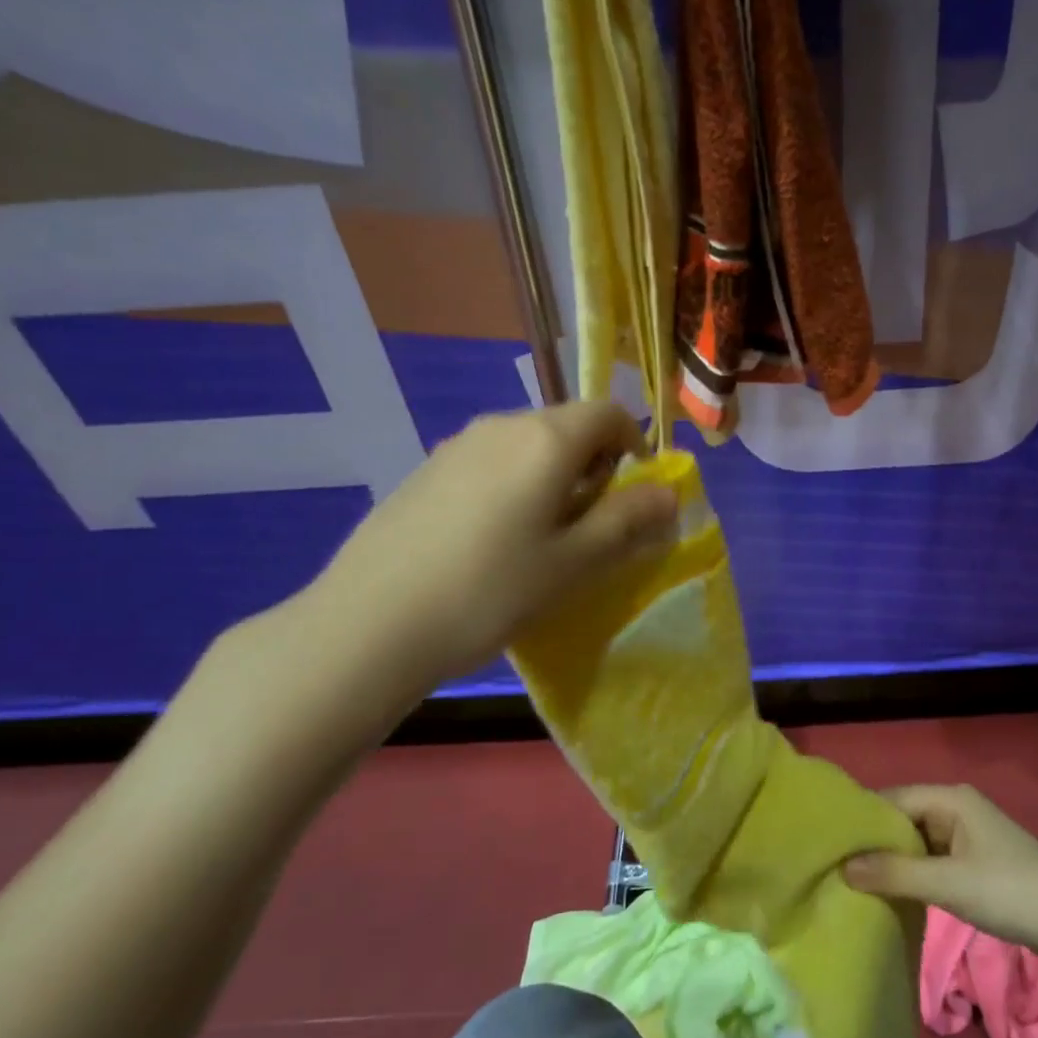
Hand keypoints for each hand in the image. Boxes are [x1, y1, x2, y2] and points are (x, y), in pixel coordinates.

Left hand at [305, 402, 677, 697]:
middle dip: (595, 465)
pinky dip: (514, 485)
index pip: (609, 413)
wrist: (369, 624)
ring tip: (543, 538)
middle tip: (592, 526)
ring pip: (527, 445)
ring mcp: (456, 446)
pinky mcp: (426, 471)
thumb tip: (669, 492)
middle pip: (567, 425)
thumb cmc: (490, 591)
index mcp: (545, 440)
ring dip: (554, 477)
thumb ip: (627, 520)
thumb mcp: (573, 563)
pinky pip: (490, 462)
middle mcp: (501, 426)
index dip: (634, 446)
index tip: (633, 495)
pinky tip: (492, 541)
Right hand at [844, 784, 1037, 962]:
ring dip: (892, 861)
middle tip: (834, 868)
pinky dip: (912, 874)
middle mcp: (956, 808)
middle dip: (873, 842)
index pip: (892, 799)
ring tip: (853, 882)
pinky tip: (891, 893)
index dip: (861, 821)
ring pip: (916, 842)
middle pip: (902, 819)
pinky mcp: (974, 862)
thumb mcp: (948, 883)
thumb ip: (895, 873)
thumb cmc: (1011, 892)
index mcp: (950, 798)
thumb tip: (843, 866)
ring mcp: (967, 836)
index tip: (828, 844)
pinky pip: (932, 861)